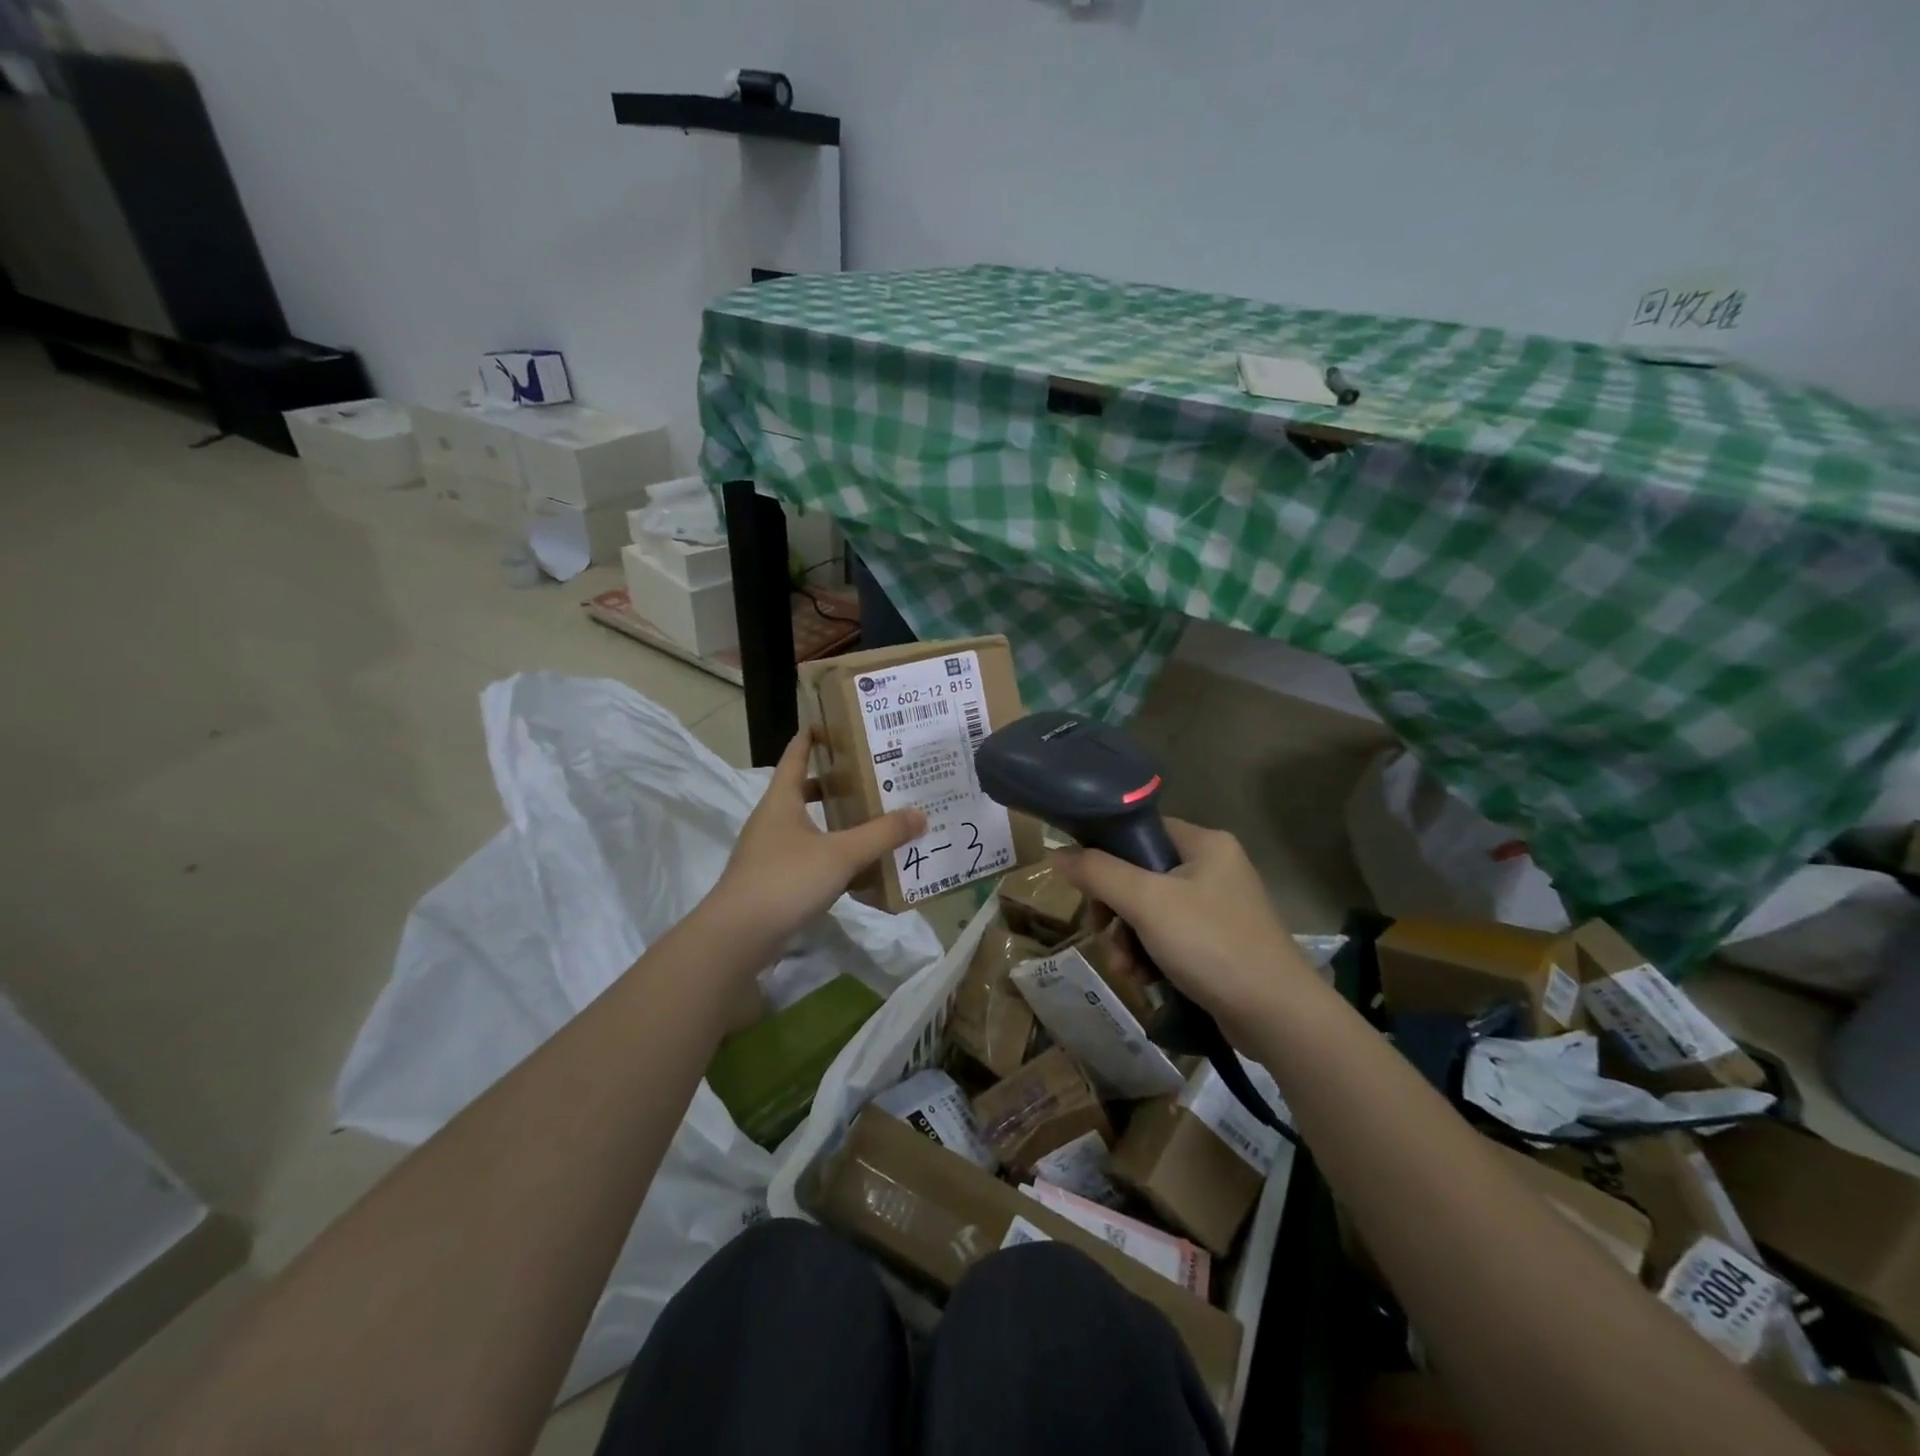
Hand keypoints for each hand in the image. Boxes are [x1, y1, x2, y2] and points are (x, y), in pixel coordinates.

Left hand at [704, 730, 925, 956]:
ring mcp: (769, 852)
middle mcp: (772, 820)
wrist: (738, 936)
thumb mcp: (841, 854)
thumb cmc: (786, 880)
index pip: (795, 756)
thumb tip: (920, 814)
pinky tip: (856, 867)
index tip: (833, 723)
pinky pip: (807, 856)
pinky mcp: (773, 881)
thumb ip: (882, 834)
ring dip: (834, 820)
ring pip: (806, 825)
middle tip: (870, 775)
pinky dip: (830, 853)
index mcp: (781, 800)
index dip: (812, 738)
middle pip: (802, 790)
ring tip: (871, 819)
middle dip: (833, 782)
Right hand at [1050, 819, 1316, 1043]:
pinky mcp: (1218, 942)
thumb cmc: (1211, 944)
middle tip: (1102, 934)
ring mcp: (1218, 907)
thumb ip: (1098, 872)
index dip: (1105, 853)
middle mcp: (1213, 867)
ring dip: (1128, 939)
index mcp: (1204, 844)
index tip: (1085, 886)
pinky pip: (1169, 936)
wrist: (1277, 1016)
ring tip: (1124, 969)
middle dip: (1115, 910)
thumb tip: (1056, 853)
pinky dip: (1150, 955)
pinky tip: (1144, 980)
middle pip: (1140, 874)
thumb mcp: (1146, 902)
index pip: (1140, 830)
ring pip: (1150, 910)